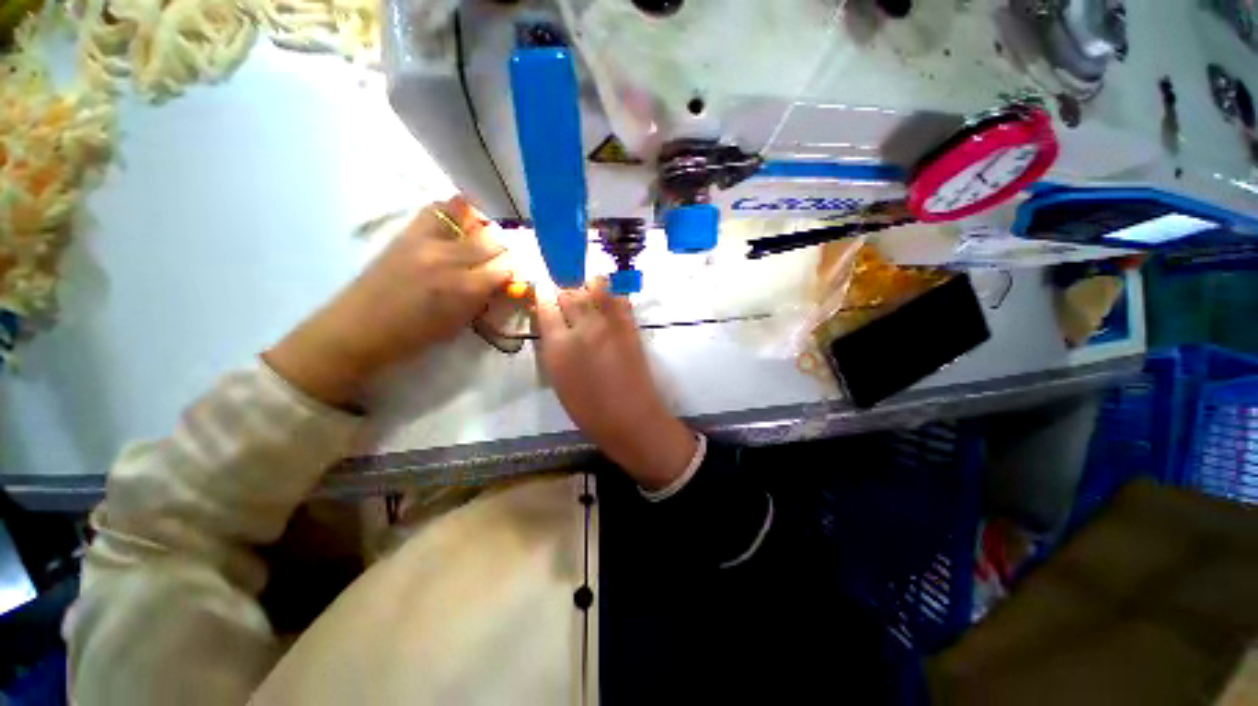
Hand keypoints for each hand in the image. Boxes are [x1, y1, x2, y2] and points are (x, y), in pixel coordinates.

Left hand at [265, 196, 511, 407]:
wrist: (359, 328)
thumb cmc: (414, 337)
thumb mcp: (460, 323)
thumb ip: (485, 298)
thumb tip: (504, 282)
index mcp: (465, 289)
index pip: (506, 267)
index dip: (515, 270)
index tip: (515, 276)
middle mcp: (450, 259)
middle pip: (493, 241)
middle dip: (504, 251)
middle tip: (502, 260)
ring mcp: (427, 241)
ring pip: (471, 221)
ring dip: (484, 231)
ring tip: (483, 240)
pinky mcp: (408, 233)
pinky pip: (439, 209)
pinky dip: (455, 211)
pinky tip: (461, 221)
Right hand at [536, 279, 696, 489]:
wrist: (631, 418)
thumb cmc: (589, 409)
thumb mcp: (558, 379)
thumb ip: (553, 348)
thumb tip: (552, 327)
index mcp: (559, 345)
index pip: (545, 306)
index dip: (543, 295)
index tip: (542, 292)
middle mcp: (583, 327)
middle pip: (569, 293)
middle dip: (564, 292)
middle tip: (565, 300)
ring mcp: (609, 324)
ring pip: (595, 287)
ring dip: (588, 288)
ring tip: (587, 298)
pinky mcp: (630, 326)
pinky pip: (619, 299)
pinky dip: (612, 296)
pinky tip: (608, 305)